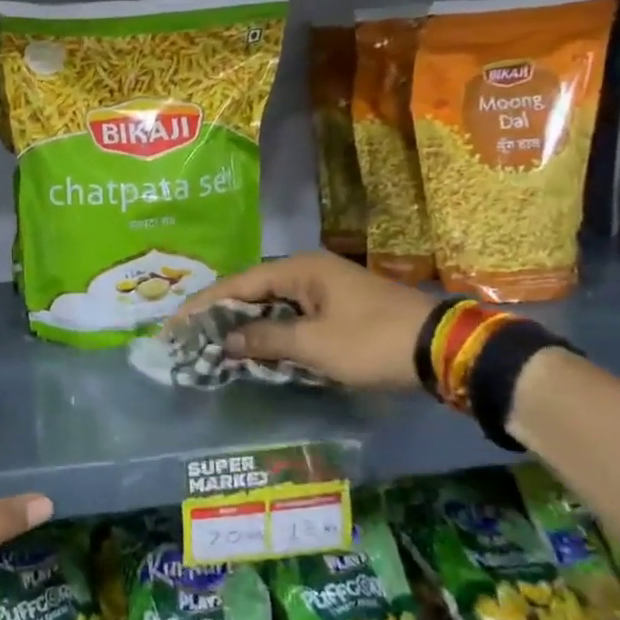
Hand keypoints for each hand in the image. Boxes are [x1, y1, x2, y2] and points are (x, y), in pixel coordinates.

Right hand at [175, 251, 435, 389]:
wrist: (442, 350)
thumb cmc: (371, 341)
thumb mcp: (313, 345)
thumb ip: (265, 339)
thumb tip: (226, 340)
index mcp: (300, 269)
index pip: (239, 283)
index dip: (205, 304)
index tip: (176, 322)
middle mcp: (309, 271)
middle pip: (253, 290)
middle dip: (222, 313)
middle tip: (191, 334)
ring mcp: (326, 289)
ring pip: (273, 305)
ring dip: (246, 324)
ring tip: (214, 342)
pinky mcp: (338, 309)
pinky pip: (292, 316)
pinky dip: (271, 331)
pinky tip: (255, 348)